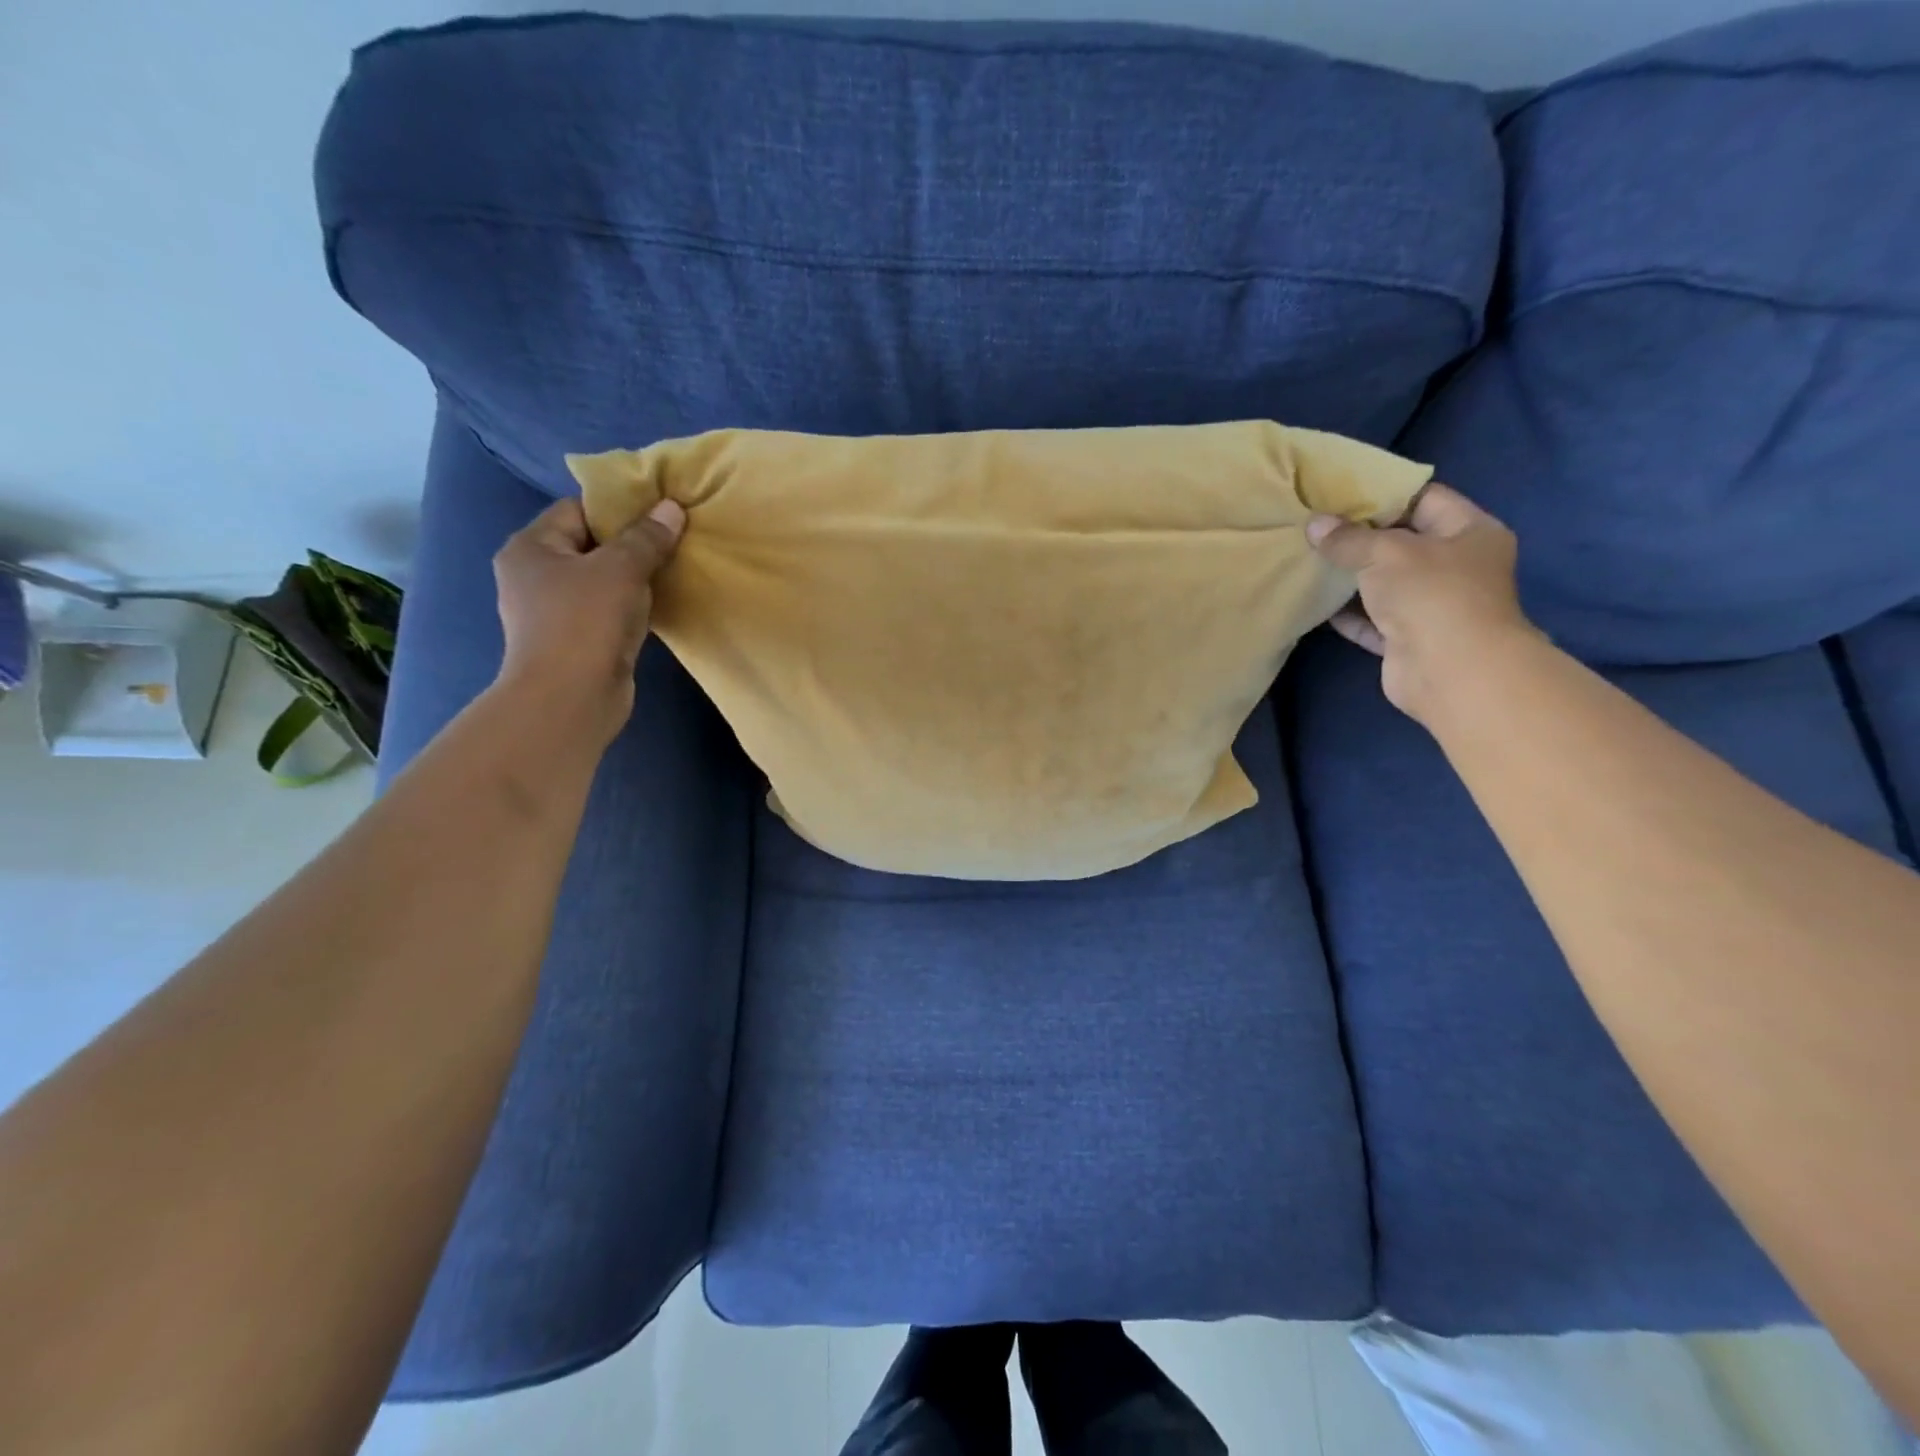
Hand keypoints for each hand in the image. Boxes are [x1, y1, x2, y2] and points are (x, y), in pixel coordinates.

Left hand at [491, 495, 685, 745]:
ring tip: (672, 571)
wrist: (570, 699)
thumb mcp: (621, 569)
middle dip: (631, 543)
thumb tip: (672, 508)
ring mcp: (553, 612)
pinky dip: (631, 606)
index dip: (618, 508)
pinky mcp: (575, 641)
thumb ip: (646, 537)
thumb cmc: (585, 623)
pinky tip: (658, 607)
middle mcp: (534, 575)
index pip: (577, 510)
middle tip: (673, 540)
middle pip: (590, 545)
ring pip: (601, 581)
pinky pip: (607, 610)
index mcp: (531, 547)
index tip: (660, 513)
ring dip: (634, 578)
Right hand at [1305, 483, 1536, 725]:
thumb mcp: (1386, 552)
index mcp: (1470, 532)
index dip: (1383, 494)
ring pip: (1383, 583)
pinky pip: (1372, 619)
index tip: (1340, 493)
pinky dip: (1346, 612)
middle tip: (1315, 526)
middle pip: (1401, 542)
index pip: (1425, 499)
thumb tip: (1314, 526)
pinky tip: (1314, 600)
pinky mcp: (1407, 639)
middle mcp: (1456, 566)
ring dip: (1349, 576)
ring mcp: (1432, 606)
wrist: (1450, 670)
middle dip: (1359, 537)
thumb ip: (1348, 538)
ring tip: (1307, 559)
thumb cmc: (1432, 594)